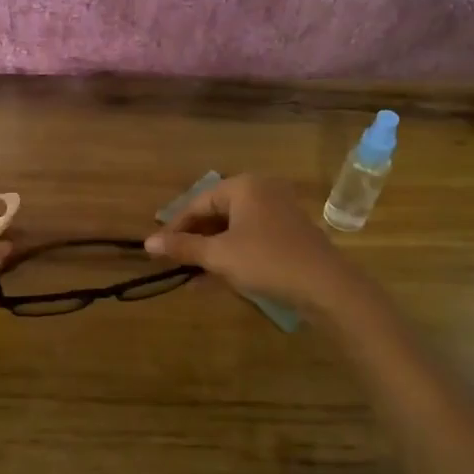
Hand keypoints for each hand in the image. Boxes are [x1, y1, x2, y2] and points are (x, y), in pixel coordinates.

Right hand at [144, 174, 366, 314]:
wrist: (326, 286)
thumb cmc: (266, 261)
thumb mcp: (218, 255)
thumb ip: (182, 247)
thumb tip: (148, 243)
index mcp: (244, 186)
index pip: (198, 203)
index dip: (174, 226)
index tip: (157, 249)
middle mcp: (261, 191)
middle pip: (216, 214)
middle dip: (193, 240)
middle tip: (173, 261)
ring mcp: (278, 212)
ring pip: (232, 229)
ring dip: (210, 251)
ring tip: (189, 274)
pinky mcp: (288, 234)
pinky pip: (250, 239)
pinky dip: (231, 255)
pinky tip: (214, 278)